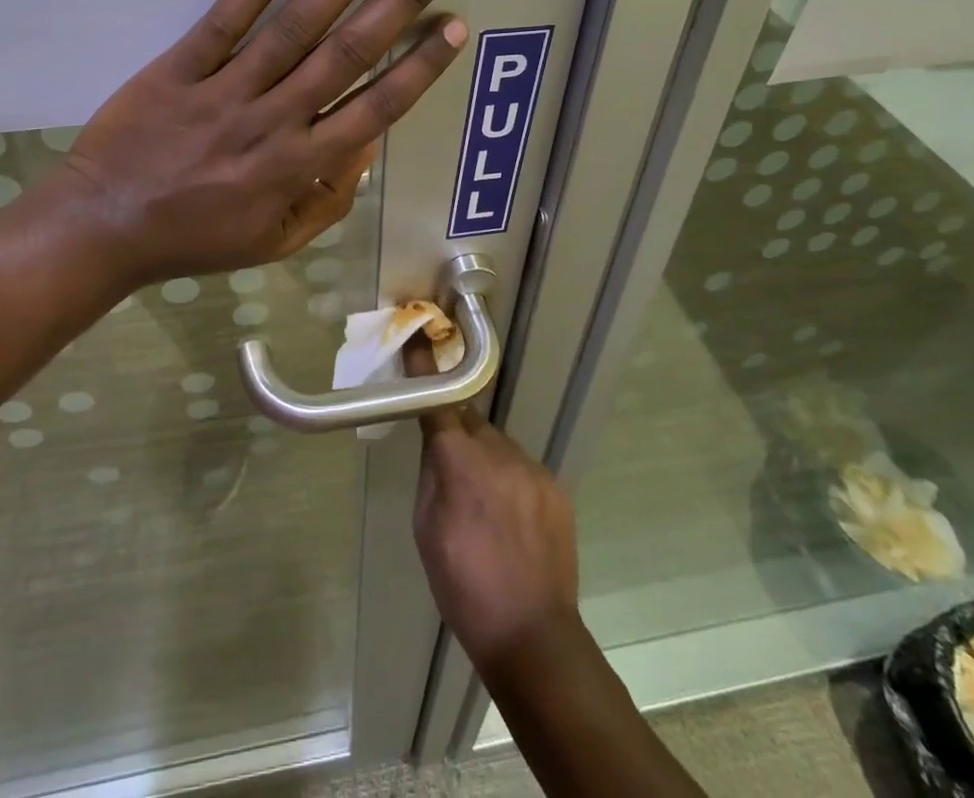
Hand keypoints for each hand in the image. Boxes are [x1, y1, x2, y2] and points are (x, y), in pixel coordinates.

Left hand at [55, 0, 465, 284]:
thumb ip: (327, 200)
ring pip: (294, 30)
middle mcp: (273, 120)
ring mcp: (225, 91)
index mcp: (299, 165)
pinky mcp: (178, 70)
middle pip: (347, 53)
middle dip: (400, 2)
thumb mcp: (274, 241)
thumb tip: (366, 149)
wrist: (104, 228)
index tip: (453, 25)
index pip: (375, 107)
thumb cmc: (194, 238)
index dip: (419, 66)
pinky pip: (221, 24)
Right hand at [407, 345, 580, 673]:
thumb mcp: (426, 529)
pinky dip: (509, 478)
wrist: (532, 635)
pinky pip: (521, 466)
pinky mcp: (554, 485)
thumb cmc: (463, 586)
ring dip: (484, 457)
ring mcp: (532, 468)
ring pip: (496, 444)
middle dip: (456, 431)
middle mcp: (499, 453)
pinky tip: (509, 515)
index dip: (426, 370)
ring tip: (483, 500)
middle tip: (448, 461)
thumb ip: (431, 473)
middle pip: (470, 421)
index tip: (418, 339)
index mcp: (460, 464)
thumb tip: (436, 441)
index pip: (438, 402)